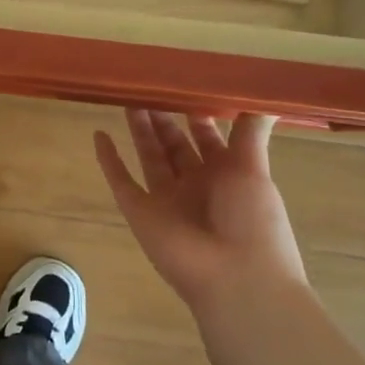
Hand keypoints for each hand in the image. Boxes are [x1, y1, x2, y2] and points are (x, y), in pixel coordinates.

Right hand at [94, 109, 306, 312]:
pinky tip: (98, 135)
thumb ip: (250, 134)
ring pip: (149, 157)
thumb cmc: (253, 220)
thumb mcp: (254, 170)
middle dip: (163, 118)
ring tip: (127, 100)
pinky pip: (121, 182)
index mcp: (227, 176)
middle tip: (147, 88)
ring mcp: (166, 199)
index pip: (208, 138)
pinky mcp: (140, 212)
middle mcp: (196, 185)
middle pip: (174, 145)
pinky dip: (109, 161)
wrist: (237, 278)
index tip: (182, 86)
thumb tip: (266, 98)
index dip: (196, 115)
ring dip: (139, 131)